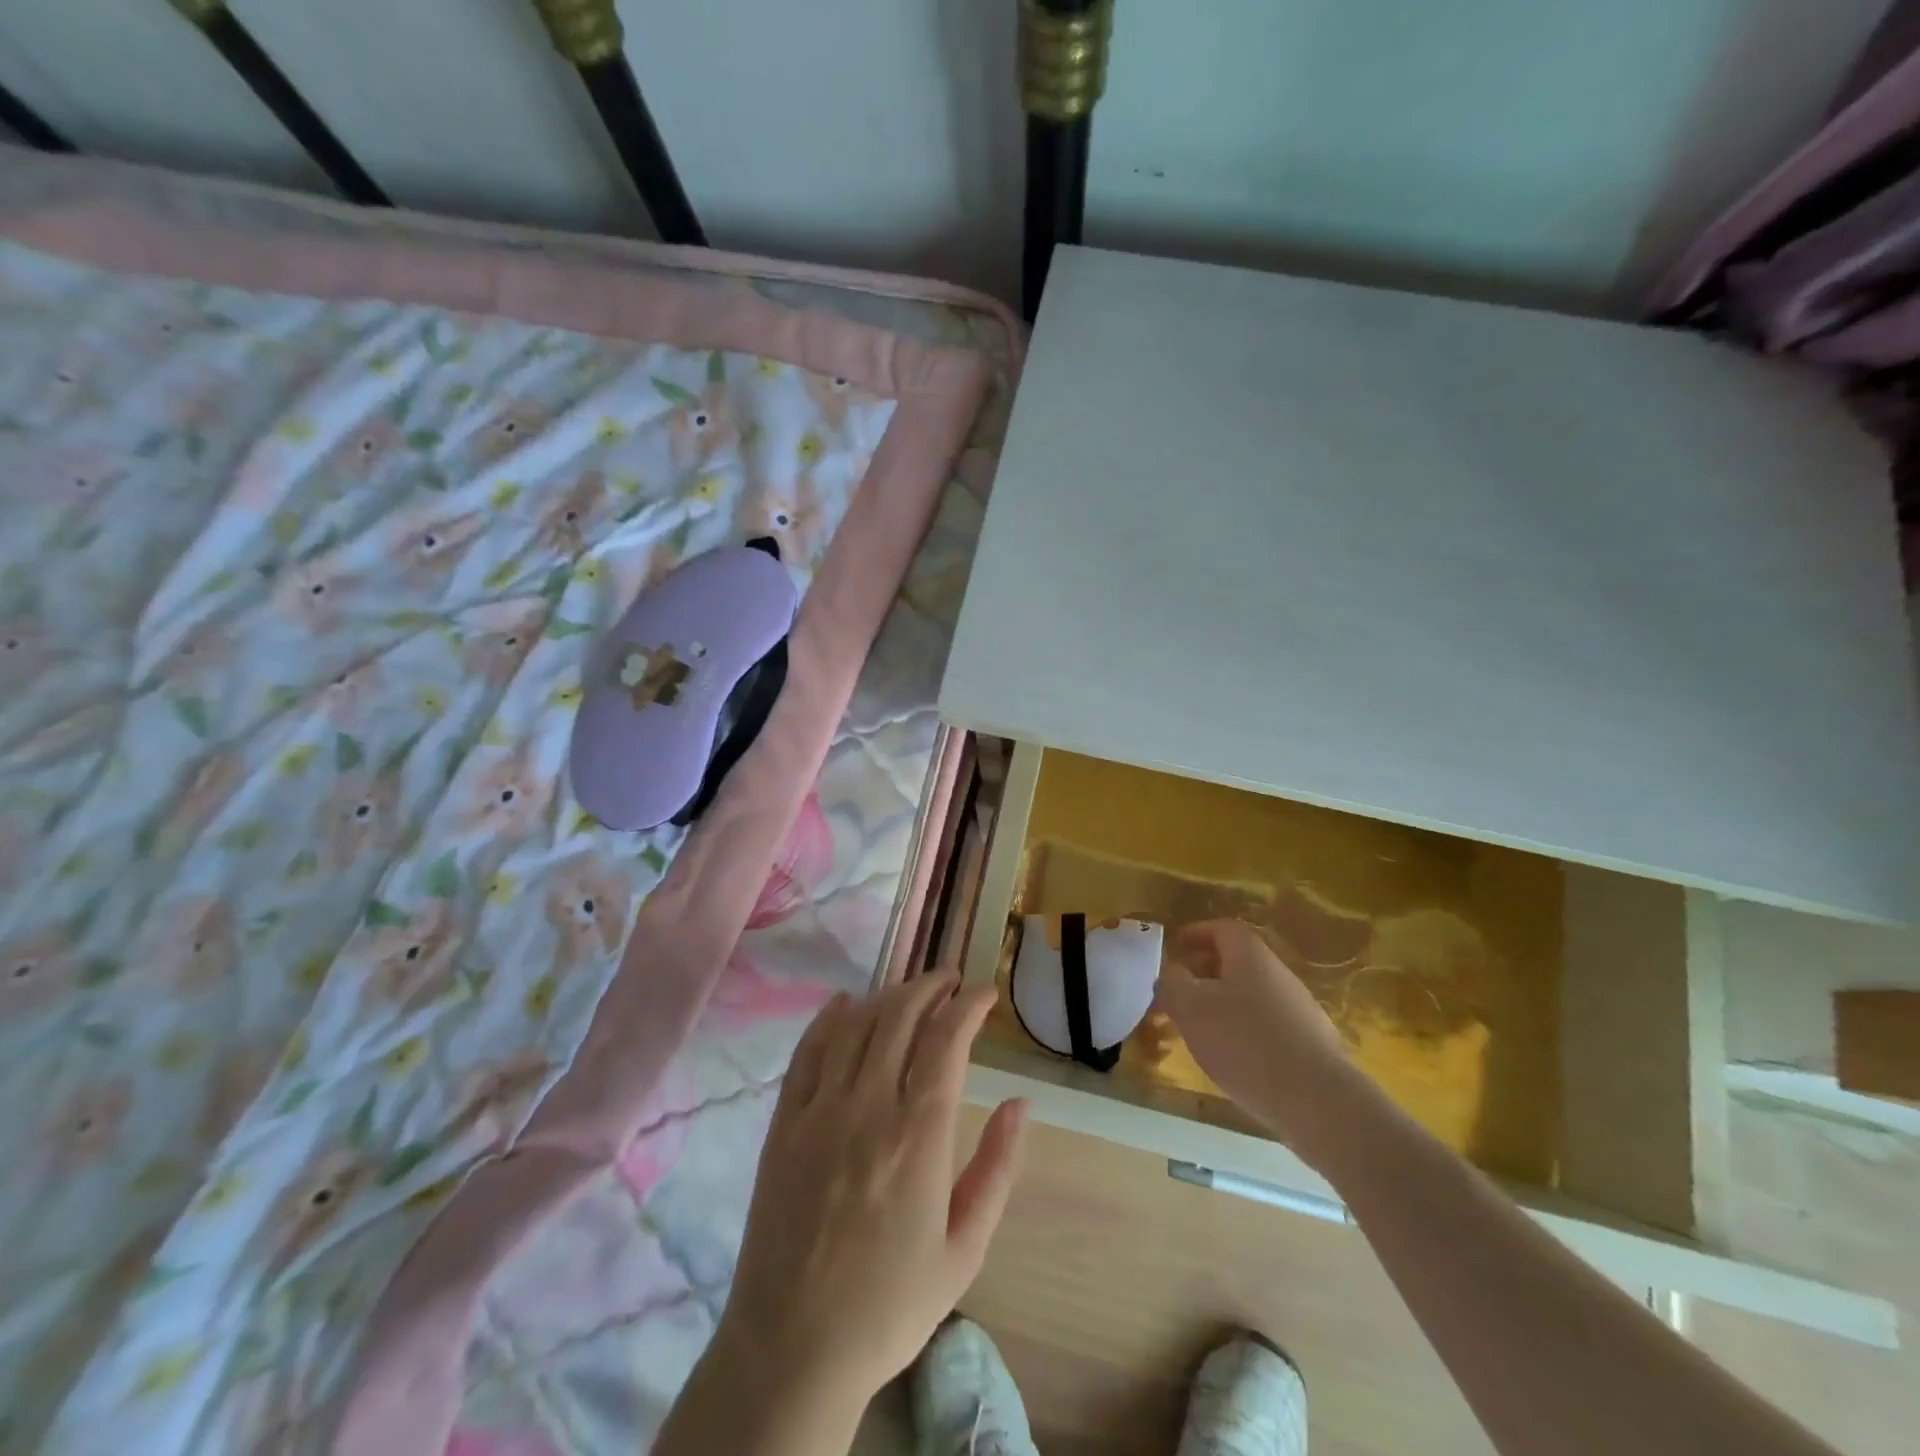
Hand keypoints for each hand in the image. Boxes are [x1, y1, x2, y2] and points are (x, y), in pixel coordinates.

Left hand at [712, 972, 1028, 1419]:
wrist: (794, 1348)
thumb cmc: (890, 1304)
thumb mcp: (964, 1248)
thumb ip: (996, 1168)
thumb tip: (1021, 1102)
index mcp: (918, 1137)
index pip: (947, 1041)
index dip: (968, 1006)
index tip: (984, 994)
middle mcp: (868, 1107)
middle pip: (900, 1017)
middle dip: (929, 987)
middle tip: (949, 982)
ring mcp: (819, 1111)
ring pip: (856, 1024)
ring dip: (887, 996)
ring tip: (909, 991)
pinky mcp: (784, 1123)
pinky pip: (808, 1052)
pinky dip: (828, 1018)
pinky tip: (844, 1004)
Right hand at [1156, 919, 1352, 1150]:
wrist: (1319, 1102)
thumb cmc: (1246, 1043)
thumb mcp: (1192, 1009)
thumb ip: (1172, 985)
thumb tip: (1171, 973)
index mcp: (1250, 956)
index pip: (1222, 928)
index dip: (1195, 933)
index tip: (1174, 948)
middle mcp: (1279, 975)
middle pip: (1237, 962)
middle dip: (1204, 973)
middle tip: (1178, 994)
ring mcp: (1300, 1011)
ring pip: (1251, 996)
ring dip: (1222, 1005)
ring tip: (1199, 1032)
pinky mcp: (1311, 1047)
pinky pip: (1268, 1027)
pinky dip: (1244, 1033)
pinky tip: (1233, 1060)